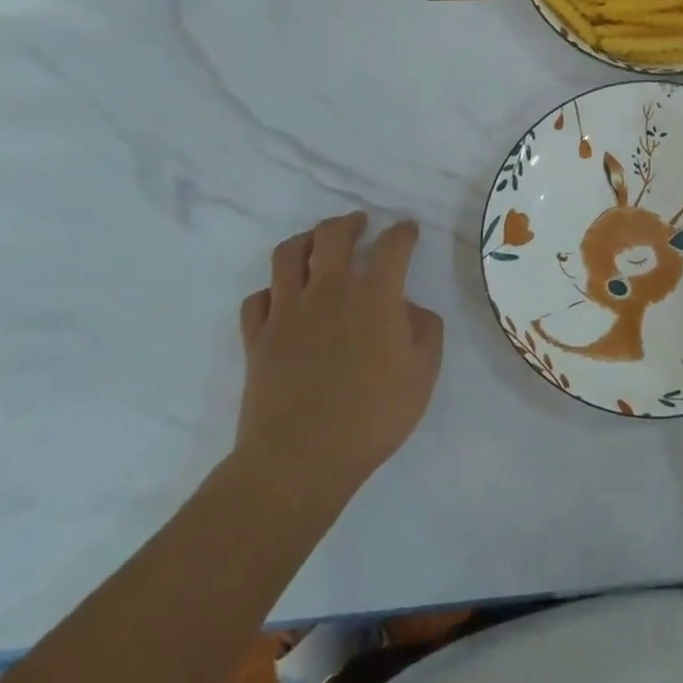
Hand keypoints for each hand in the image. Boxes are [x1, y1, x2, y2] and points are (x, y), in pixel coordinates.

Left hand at [233, 213, 443, 513]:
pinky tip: (283, 297)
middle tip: (360, 224)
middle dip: (349, 222)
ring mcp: (286, 311)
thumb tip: (408, 308)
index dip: (403, 232)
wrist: (300, 460)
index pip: (392, 246)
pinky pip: (257, 298)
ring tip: (317, 244)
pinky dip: (272, 290)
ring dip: (306, 241)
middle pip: (332, 234)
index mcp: (374, 294)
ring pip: (288, 254)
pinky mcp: (257, 338)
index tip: (409, 230)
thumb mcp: (423, 372)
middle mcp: (328, 290)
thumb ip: (425, 329)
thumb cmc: (373, 415)